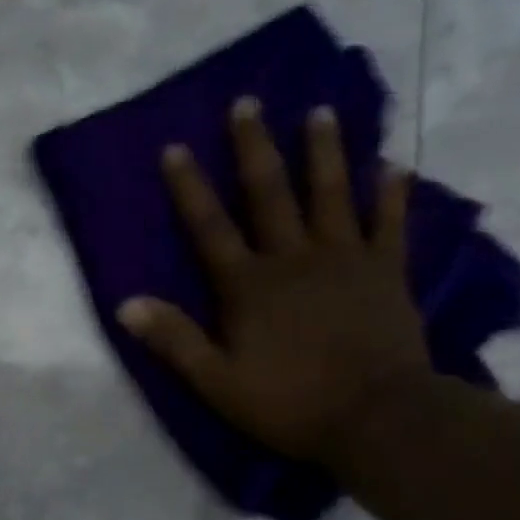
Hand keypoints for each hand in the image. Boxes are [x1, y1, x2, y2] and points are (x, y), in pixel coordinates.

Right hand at [118, 100, 430, 464]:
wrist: (375, 417)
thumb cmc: (288, 403)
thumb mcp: (216, 382)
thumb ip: (174, 340)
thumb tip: (126, 305)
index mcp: (248, 287)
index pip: (210, 229)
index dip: (190, 188)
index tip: (175, 147)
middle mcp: (294, 259)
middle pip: (270, 195)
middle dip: (254, 149)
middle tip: (247, 102)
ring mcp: (346, 259)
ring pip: (331, 194)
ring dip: (324, 152)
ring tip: (321, 112)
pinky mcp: (387, 272)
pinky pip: (390, 223)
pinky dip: (391, 193)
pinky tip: (393, 164)